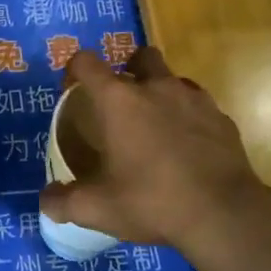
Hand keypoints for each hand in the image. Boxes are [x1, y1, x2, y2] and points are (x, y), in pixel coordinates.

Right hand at [39, 46, 270, 260]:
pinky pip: (199, 105)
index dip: (75, 69)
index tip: (72, 89)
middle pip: (139, 56)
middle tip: (122, 102)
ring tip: (156, 125)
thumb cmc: (152, 201)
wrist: (224, 215)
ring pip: (173, 78)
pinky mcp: (222, 118)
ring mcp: (194, 99)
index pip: (87, 62)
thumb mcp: (99, 209)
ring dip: (161, 92)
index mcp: (119, 100)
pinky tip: (187, 145)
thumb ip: (64, 202)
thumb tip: (46, 201)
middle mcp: (156, 87)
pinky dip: (189, 117)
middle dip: (128, 69)